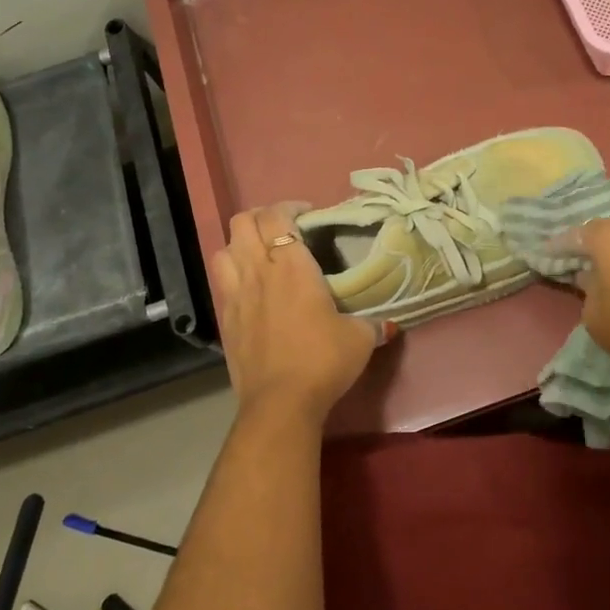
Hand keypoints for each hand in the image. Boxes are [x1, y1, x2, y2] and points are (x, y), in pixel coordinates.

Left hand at [210, 203, 393, 417]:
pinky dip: (233, 273)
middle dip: (262, 217)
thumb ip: (373, 323)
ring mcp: (237, 295)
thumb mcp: (360, 339)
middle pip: (243, 222)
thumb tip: (388, 324)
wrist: (280, 402)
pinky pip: (222, 281)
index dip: (290, 207)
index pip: (277, 216)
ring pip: (224, 248)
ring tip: (261, 254)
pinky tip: (252, 288)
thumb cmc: (322, 360)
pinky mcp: (226, 320)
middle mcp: (259, 271)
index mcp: (292, 266)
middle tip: (284, 229)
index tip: (308, 215)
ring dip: (240, 243)